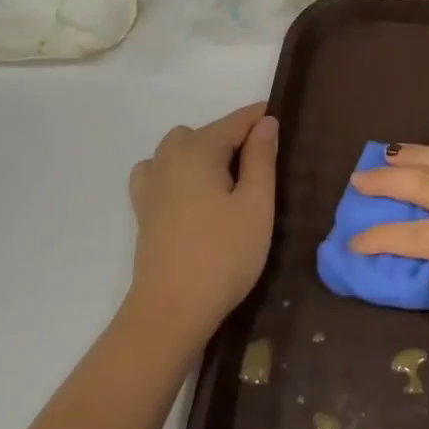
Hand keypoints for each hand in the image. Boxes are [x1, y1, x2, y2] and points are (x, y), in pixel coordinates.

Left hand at [124, 103, 277, 339]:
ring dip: (205, 154)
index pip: (236, 121)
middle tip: (262, 167)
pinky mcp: (143, 209)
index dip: (261, 118)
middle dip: (234, 138)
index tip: (285, 122)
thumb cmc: (224, 254)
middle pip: (206, 132)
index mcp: (198, 150)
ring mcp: (151, 184)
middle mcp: (168, 158)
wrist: (171, 310)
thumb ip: (261, 157)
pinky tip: (195, 195)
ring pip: (180, 149)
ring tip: (228, 182)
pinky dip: (180, 171)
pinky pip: (161, 171)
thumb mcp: (257, 203)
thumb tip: (265, 122)